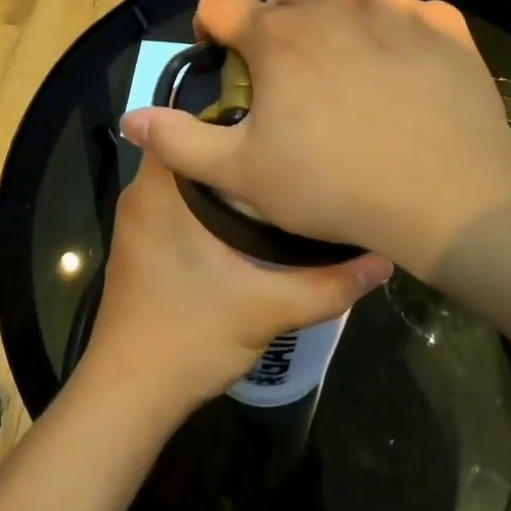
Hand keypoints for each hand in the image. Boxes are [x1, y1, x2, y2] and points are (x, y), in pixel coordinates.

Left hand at [82, 151, 392, 411]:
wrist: (128, 397)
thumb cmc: (190, 335)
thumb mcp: (269, 308)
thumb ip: (330, 284)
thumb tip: (383, 260)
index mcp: (162, 188)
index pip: (194, 121)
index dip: (239, 112)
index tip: (281, 120)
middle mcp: (142, 193)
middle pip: (197, 150)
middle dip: (241, 148)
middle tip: (293, 151)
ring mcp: (137, 220)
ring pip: (188, 179)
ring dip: (227, 178)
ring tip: (282, 178)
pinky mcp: (140, 245)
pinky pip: (178, 203)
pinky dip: (209, 202)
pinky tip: (250, 220)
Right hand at [120, 0, 510, 275]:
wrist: (450, 191)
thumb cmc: (335, 184)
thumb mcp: (243, 173)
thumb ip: (179, 141)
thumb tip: (131, 117)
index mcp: (277, 36)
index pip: (221, 5)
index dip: (212, 28)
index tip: (221, 55)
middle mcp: (331, 7)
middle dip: (278, 26)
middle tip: (290, 76)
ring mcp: (392, 8)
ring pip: (349, 3)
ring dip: (338, 27)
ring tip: (351, 77)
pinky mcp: (441, 24)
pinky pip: (409, 13)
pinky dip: (397, 33)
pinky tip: (405, 72)